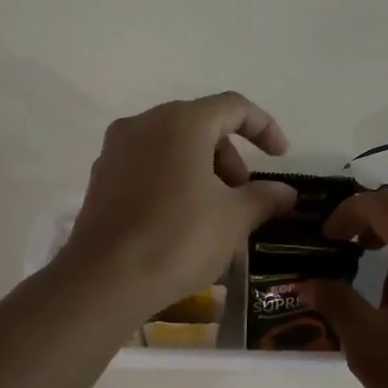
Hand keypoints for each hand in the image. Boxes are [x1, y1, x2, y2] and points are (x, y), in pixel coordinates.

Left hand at [60, 92, 297, 314]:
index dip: (264, 127)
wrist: (105, 280)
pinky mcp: (101, 178)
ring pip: (172, 146)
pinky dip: (173, 180)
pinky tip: (182, 220)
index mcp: (181, 122)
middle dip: (230, 157)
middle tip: (242, 197)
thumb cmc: (178, 239)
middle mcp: (144, 124)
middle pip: (201, 125)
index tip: (280, 157)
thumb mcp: (234, 219)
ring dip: (203, 170)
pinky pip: (148, 165)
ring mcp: (116, 150)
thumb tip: (286, 193)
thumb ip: (264, 197)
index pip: (233, 107)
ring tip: (214, 213)